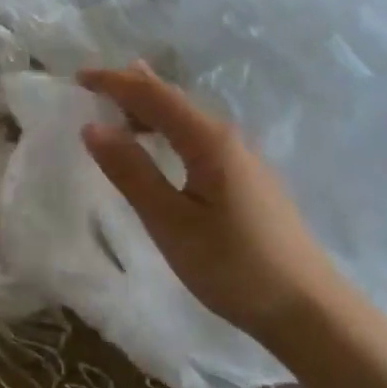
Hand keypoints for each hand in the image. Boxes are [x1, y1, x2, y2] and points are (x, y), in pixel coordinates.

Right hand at [77, 63, 345, 337]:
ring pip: (187, 119)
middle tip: (94, 83)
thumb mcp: (171, 222)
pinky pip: (198, 138)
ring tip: (119, 105)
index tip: (78, 78)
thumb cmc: (233, 266)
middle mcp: (228, 139)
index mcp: (209, 141)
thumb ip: (131, 172)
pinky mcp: (247, 180)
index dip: (115, 83)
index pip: (154, 96)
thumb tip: (93, 128)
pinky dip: (168, 130)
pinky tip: (161, 145)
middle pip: (173, 100)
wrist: (308, 310)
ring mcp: (242, 159)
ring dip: (150, 109)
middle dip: (132, 88)